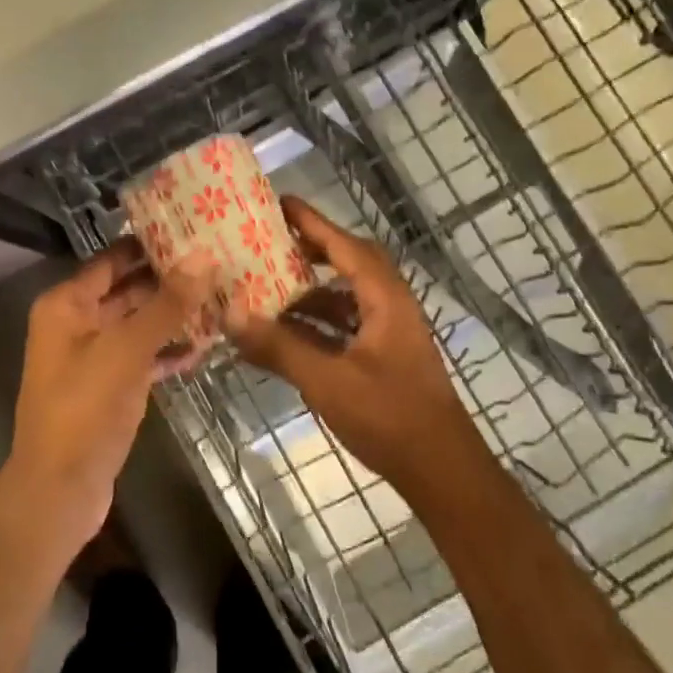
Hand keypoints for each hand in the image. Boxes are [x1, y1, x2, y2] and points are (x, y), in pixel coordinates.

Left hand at [6, 239, 215, 543]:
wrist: (60, 491)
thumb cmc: (84, 410)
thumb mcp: (126, 350)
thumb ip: (166, 304)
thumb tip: (204, 257)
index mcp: (67, 304)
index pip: (112, 259)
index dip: (149, 243)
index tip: (194, 228)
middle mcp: (78, 323)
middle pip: (128, 289)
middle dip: (170, 278)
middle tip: (220, 261)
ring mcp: (95, 357)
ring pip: (140, 324)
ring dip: (175, 314)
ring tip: (224, 296)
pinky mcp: (112, 387)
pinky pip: (145, 357)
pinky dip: (170, 350)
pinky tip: (208, 344)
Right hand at [228, 197, 483, 496]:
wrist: (441, 471)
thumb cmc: (389, 417)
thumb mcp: (327, 380)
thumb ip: (279, 347)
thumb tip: (230, 315)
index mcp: (384, 298)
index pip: (344, 245)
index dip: (312, 222)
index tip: (278, 202)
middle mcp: (391, 306)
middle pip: (349, 262)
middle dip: (311, 249)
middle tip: (270, 244)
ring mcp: (390, 332)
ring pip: (347, 296)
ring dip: (311, 290)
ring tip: (268, 287)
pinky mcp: (385, 356)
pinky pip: (347, 323)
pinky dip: (318, 321)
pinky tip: (287, 333)